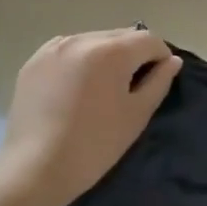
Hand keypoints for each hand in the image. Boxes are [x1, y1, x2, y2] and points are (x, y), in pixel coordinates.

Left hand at [0, 28, 182, 205]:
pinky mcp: (34, 61)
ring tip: (101, 87)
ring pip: (94, 40)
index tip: (158, 80)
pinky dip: (79, 61)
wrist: (35, 170)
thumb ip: (159, 82)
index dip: (160, 57)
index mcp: (111, 51)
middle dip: (133, 54)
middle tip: (131, 86)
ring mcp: (54, 48)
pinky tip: (75, 88)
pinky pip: (68, 50)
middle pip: (121, 36)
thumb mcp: (136, 115)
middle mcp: (82, 39)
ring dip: (105, 55)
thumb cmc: (94, 145)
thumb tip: (172, 61)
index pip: (148, 39)